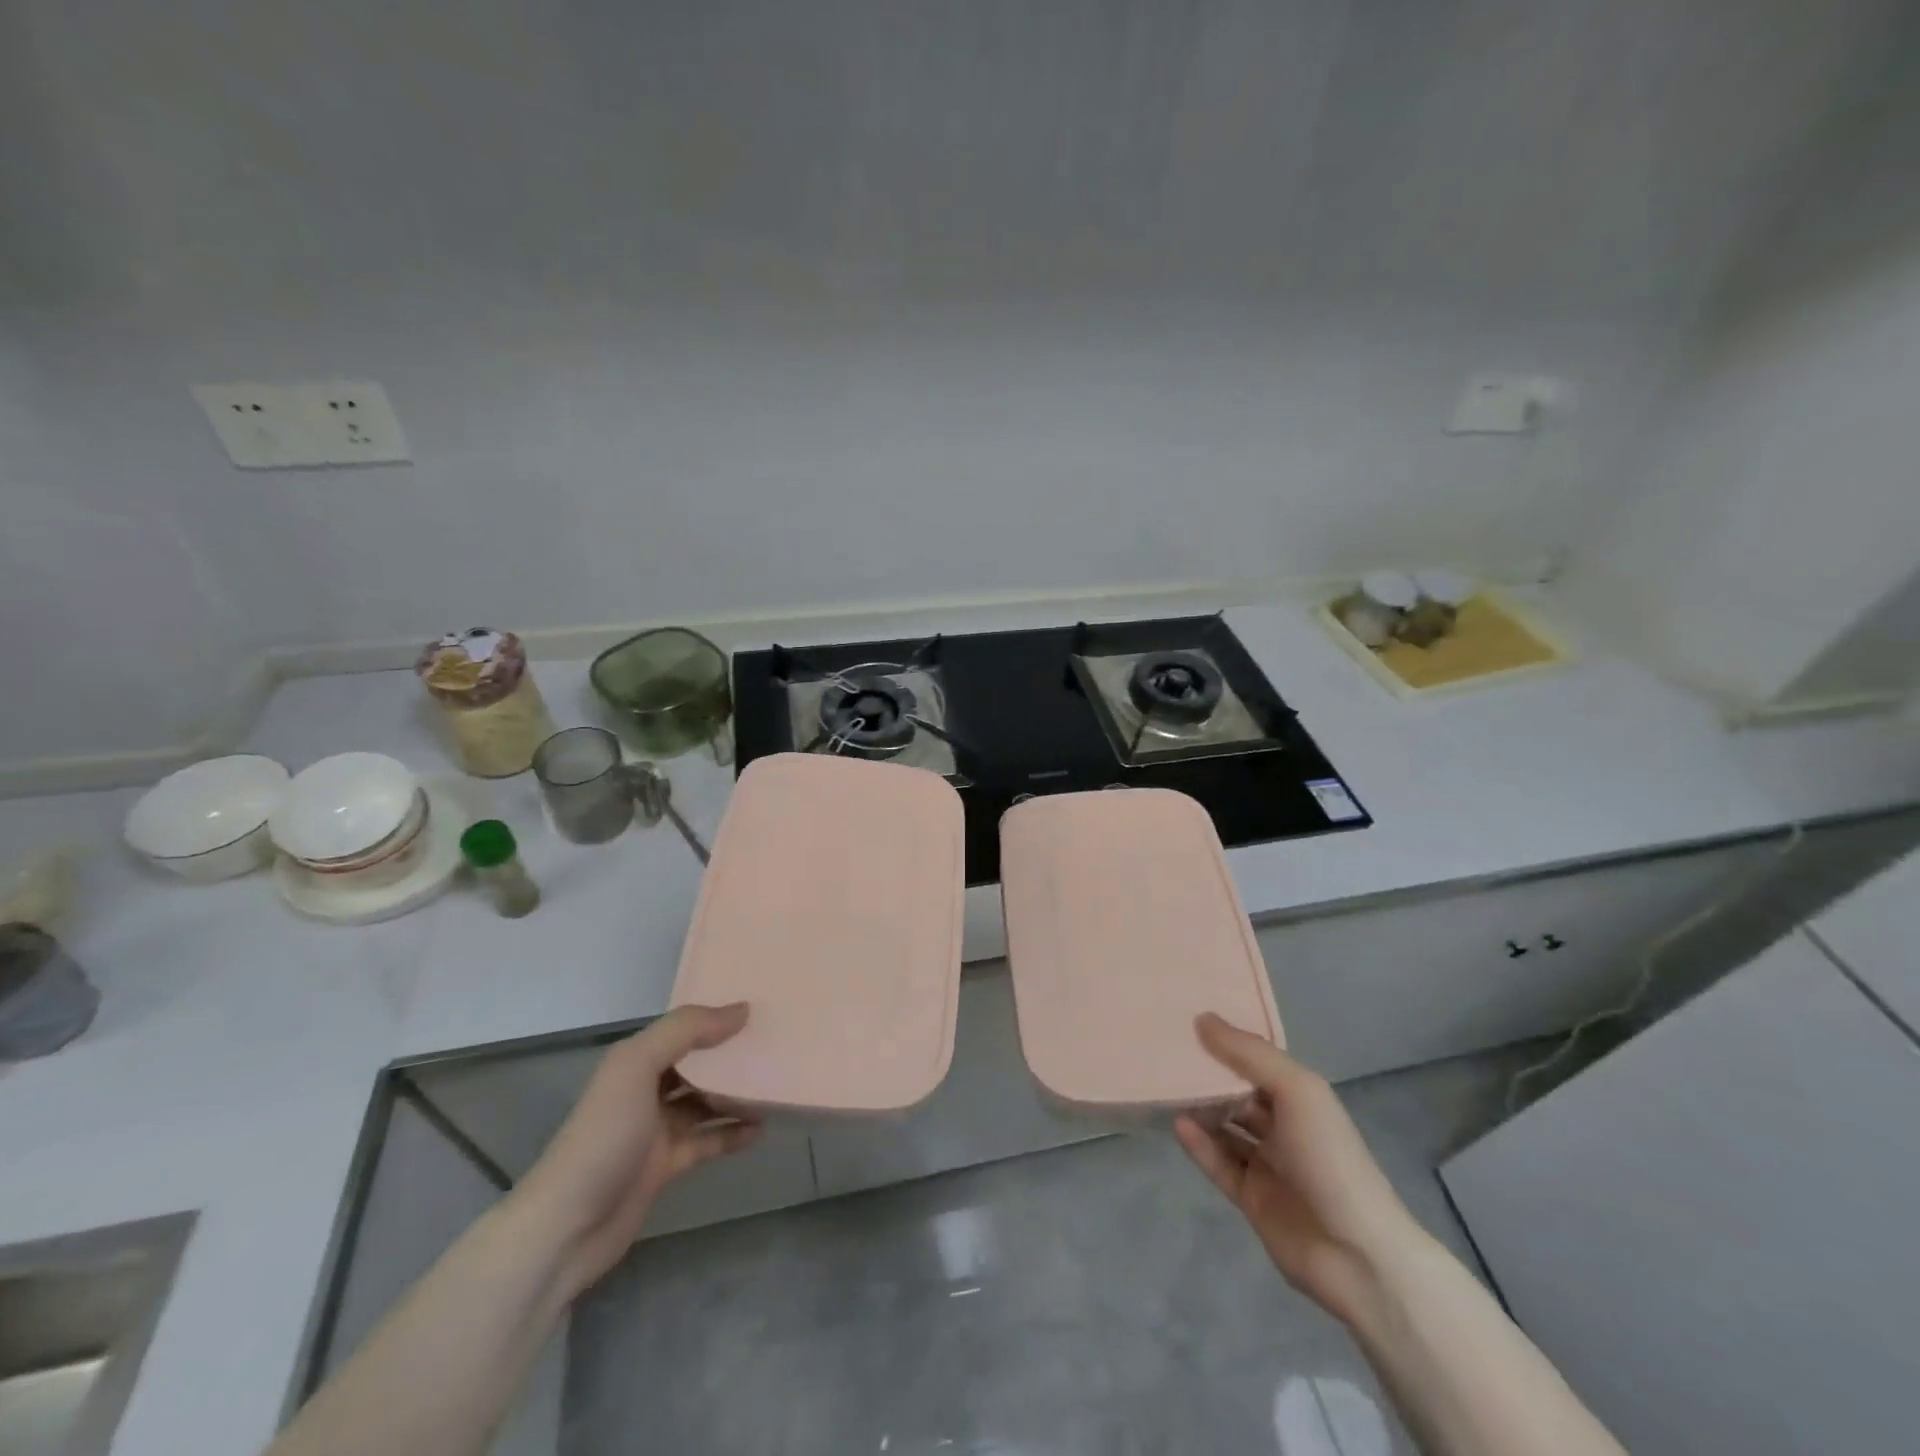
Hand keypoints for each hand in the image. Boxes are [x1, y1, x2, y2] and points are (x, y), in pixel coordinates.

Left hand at [511, 1003, 758, 1301]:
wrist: (566, 1228)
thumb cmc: (604, 1136)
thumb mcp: (637, 1067)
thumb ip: (686, 1030)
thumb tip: (742, 1009)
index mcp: (634, 1060)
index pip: (682, 1028)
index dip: (715, 1017)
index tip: (759, 1009)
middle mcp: (644, 1089)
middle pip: (696, 1064)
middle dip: (730, 1055)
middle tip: (775, 1045)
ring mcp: (654, 1130)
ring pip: (704, 1102)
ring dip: (736, 1095)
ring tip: (775, 1085)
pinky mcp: (665, 1166)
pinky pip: (707, 1142)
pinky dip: (731, 1135)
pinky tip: (760, 1130)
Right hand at [1174, 1013, 1425, 1326]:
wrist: (1358, 1256)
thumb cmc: (1329, 1158)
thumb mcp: (1296, 1090)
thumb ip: (1248, 1053)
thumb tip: (1202, 1018)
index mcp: (1301, 1097)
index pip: (1257, 1062)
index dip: (1226, 1042)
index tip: (1186, 1021)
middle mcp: (1284, 1126)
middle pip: (1238, 1094)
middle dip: (1207, 1077)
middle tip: (1165, 1054)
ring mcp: (1268, 1165)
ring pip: (1225, 1128)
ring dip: (1199, 1110)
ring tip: (1164, 1089)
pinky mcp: (1252, 1199)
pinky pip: (1219, 1164)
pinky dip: (1199, 1145)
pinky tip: (1178, 1126)